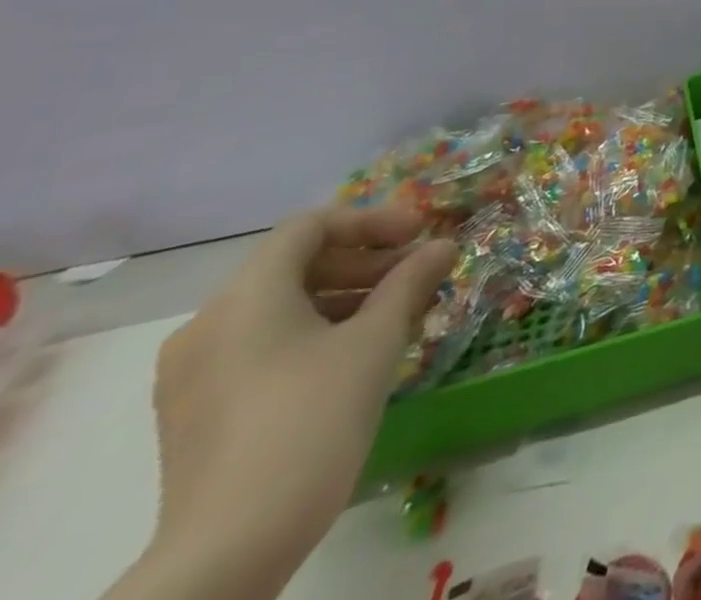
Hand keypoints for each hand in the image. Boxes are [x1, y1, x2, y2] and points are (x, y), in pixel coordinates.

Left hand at [117, 206, 454, 599]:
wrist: (230, 548)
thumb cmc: (311, 421)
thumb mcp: (376, 342)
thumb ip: (410, 282)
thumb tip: (442, 245)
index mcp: (245, 298)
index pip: (310, 227)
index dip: (371, 220)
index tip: (420, 234)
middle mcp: (206, 325)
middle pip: (292, 265)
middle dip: (362, 261)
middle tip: (416, 275)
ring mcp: (191, 374)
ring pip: (278, 307)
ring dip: (343, 297)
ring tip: (395, 316)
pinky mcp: (194, 412)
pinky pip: (260, 345)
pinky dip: (312, 332)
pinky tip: (352, 357)